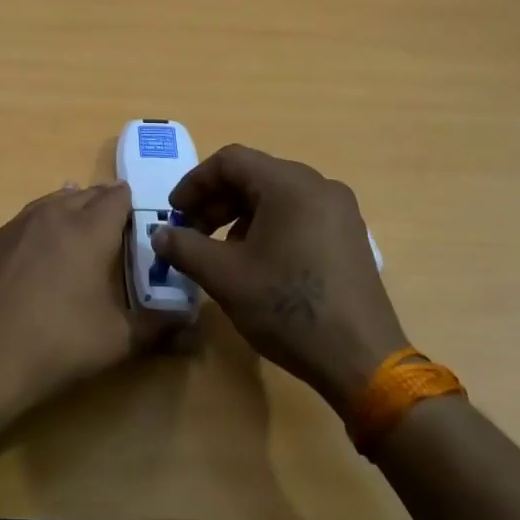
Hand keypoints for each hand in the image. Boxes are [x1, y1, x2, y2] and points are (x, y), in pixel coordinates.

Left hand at [0, 182, 139, 407]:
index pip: (118, 197)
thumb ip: (159, 328)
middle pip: (85, 195)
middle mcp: (52, 216)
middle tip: (117, 229)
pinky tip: (39, 250)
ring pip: (51, 202)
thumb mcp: (118, 340)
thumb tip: (193, 328)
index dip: (134, 204)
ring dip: (70, 209)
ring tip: (80, 227)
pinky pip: (24, 221)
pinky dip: (40, 226)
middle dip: (104, 205)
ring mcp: (16, 226)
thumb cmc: (58, 344)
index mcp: (89, 229)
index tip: (143, 221)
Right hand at [151, 145, 406, 413]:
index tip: (174, 214)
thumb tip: (159, 234)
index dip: (194, 183)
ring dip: (239, 215)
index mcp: (290, 185)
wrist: (361, 359)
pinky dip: (268, 226)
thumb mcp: (224, 276)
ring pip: (276, 196)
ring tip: (219, 251)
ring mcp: (340, 211)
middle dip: (215, 201)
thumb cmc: (287, 308)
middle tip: (190, 233)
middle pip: (254, 175)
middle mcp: (319, 186)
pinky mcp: (349, 236)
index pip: (230, 161)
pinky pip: (299, 214)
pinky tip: (256, 262)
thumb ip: (184, 247)